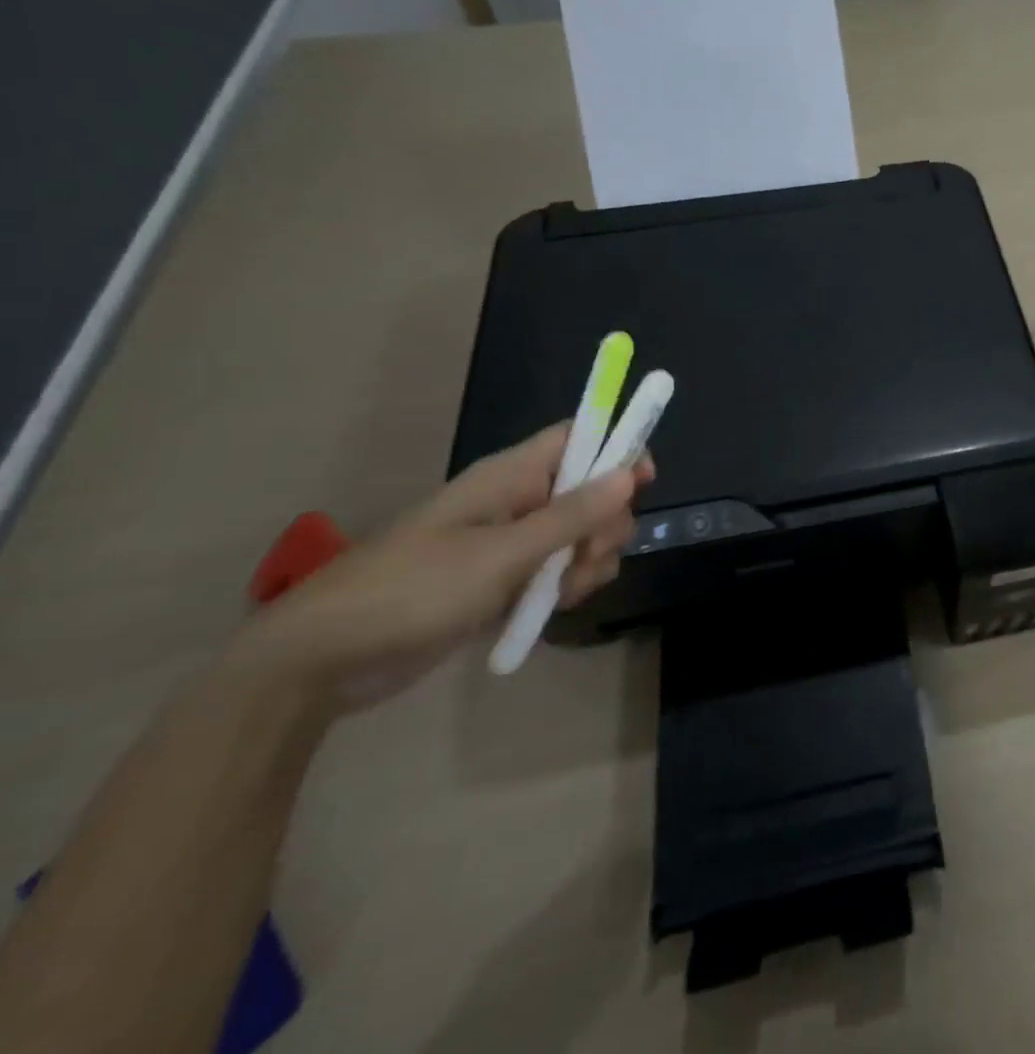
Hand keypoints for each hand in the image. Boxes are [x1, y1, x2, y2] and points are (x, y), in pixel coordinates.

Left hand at [229, 425, 650, 713]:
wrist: (324, 662)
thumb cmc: (412, 591)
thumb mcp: (502, 555)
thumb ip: (571, 516)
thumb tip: (631, 472)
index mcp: (509, 476)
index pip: (578, 437)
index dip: (616, 446)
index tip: (644, 479)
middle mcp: (516, 501)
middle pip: (592, 490)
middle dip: (606, 523)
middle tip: (589, 555)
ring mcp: (510, 543)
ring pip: (580, 536)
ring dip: (589, 562)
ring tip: (565, 591)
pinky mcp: (503, 582)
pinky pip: (558, 571)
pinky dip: (567, 587)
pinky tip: (551, 608)